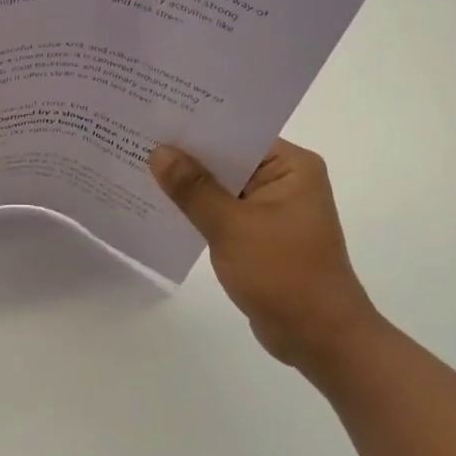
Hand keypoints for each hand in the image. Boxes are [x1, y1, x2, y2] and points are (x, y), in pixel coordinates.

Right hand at [150, 138, 381, 371]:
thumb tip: (158, 152)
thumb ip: (193, 188)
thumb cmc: (284, 274)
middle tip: (136, 137)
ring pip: (221, 186)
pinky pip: (222, 211)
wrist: (319, 339)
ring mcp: (272, 209)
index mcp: (292, 166)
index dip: (196, 126)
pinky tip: (159, 204)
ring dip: (188, 183)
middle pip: (227, 158)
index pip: (237, 133)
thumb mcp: (232, 226)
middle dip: (185, 154)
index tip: (154, 116)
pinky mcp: (259, 234)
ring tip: (137, 165)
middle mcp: (285, 180)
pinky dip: (197, 209)